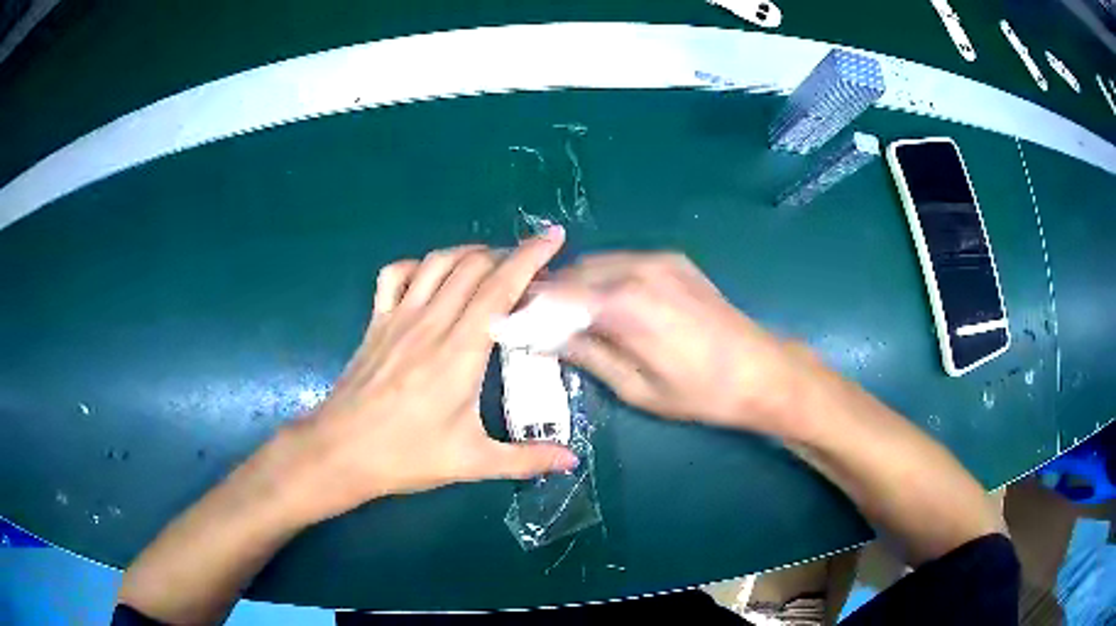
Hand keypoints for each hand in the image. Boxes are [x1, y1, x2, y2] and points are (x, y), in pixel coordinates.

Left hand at [273, 228, 578, 524]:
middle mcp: (430, 323)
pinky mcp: (376, 322)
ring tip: (490, 265)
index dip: (530, 257)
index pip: (500, 288)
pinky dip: (420, 265)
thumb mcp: (472, 462)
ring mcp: (398, 318)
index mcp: (460, 353)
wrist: (340, 452)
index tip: (554, 237)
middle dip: (507, 254)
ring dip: (469, 254)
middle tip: (530, 270)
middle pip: (473, 266)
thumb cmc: (406, 457)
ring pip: (437, 262)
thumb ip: (526, 459)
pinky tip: (431, 278)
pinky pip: (396, 274)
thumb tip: (573, 461)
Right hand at [537, 253, 803, 433]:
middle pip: (574, 272)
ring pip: (597, 263)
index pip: (556, 294)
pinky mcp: (674, 259)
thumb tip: (543, 339)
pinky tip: (603, 303)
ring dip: (575, 284)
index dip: (526, 305)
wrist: (760, 370)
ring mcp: (658, 259)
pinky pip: (623, 261)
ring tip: (564, 314)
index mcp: (624, 303)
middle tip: (532, 320)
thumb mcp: (635, 387)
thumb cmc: (699, 392)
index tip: (507, 319)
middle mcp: (637, 268)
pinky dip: (602, 278)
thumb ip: (587, 355)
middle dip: (548, 293)